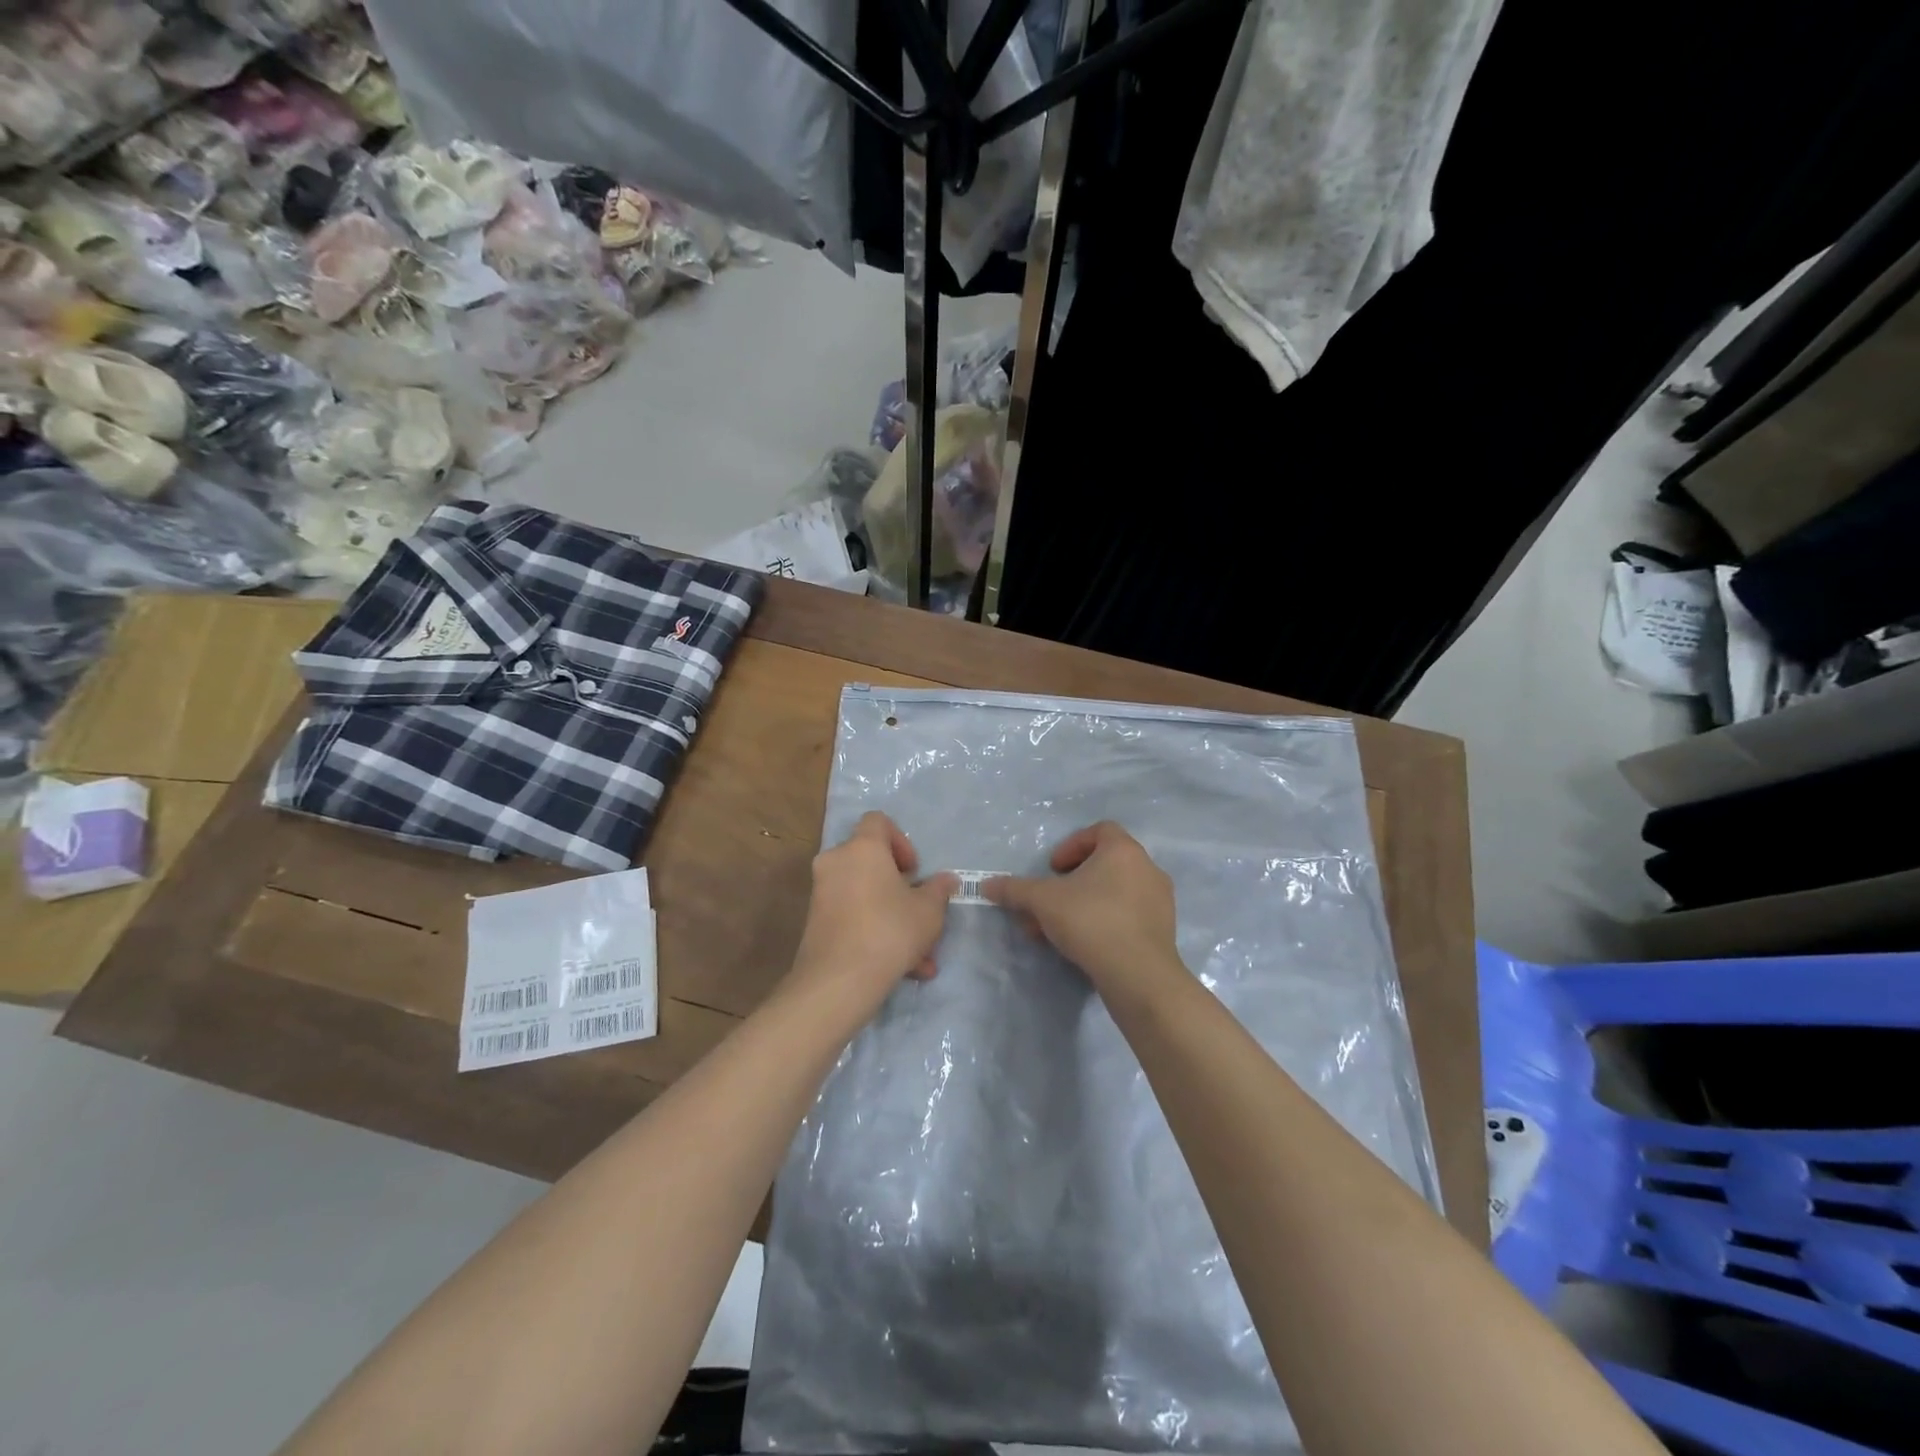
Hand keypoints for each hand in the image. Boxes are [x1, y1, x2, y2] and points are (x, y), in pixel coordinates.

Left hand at [787, 812, 957, 1016]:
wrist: (839, 980)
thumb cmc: (890, 930)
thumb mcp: (928, 911)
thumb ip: (939, 890)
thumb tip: (948, 879)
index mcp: (863, 847)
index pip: (878, 821)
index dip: (901, 840)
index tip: (914, 871)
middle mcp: (836, 862)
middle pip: (870, 861)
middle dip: (898, 886)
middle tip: (918, 911)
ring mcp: (822, 893)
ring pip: (865, 896)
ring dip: (892, 918)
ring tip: (921, 956)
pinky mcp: (815, 923)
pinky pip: (852, 917)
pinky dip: (874, 933)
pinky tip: (904, 970)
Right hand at [984, 821, 1182, 996]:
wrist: (1138, 974)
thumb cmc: (1091, 921)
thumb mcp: (1043, 901)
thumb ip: (1015, 890)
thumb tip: (986, 885)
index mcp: (1124, 850)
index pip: (1099, 830)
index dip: (1071, 846)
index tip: (1053, 869)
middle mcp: (1147, 868)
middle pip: (1104, 864)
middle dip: (1071, 882)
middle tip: (1050, 901)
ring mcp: (1159, 900)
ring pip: (1114, 892)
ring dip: (1084, 904)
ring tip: (1059, 929)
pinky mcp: (1163, 929)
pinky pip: (1128, 915)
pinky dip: (1105, 921)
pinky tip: (1084, 945)